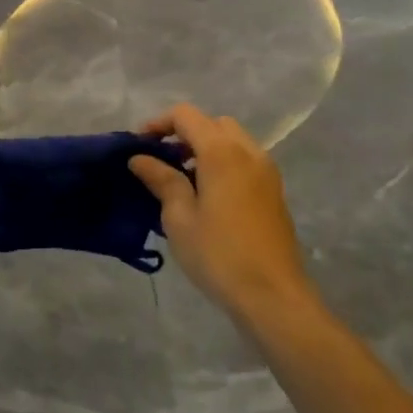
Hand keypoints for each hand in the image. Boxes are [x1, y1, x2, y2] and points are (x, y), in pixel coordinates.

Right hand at [130, 104, 315, 324]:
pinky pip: (244, 160)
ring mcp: (266, 171)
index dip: (158, 123)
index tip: (139, 145)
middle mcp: (248, 152)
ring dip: (205, 148)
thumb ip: (161, 180)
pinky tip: (207, 195)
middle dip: (184, 133)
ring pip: (232, 140)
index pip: (186, 116)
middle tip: (162, 159)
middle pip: (212, 123)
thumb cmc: (219, 255)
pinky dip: (223, 163)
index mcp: (222, 152)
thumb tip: (140, 158)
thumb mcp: (179, 218)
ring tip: (182, 179)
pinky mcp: (274, 191)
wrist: (273, 296)